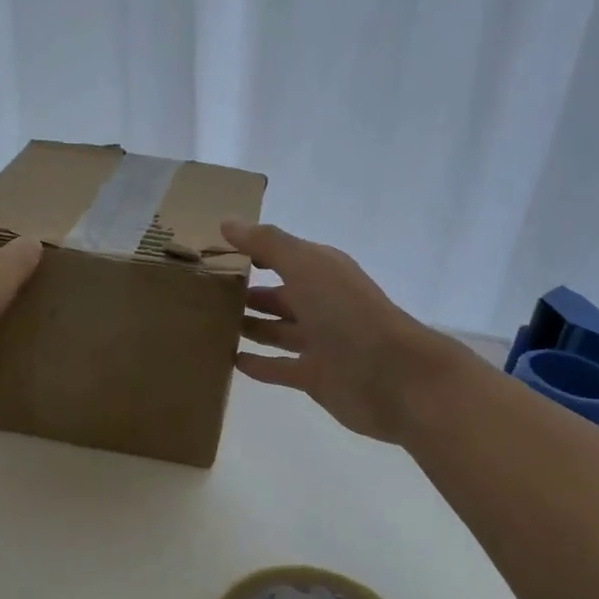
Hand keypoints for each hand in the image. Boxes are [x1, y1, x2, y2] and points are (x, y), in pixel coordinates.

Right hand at [223, 219, 467, 443]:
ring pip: (278, 331)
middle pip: (279, 295)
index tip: (215, 253)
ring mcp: (320, 342)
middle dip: (248, 292)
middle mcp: (322, 304)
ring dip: (251, 326)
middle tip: (206, 293)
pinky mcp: (316, 377)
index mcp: (322, 272)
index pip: (282, 255)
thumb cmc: (347, 313)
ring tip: (212, 324)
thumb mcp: (305, 266)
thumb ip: (267, 244)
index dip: (253, 252)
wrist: (392, 376)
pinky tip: (231, 360)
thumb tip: (227, 222)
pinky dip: (258, 364)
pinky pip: (280, 367)